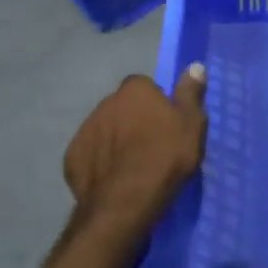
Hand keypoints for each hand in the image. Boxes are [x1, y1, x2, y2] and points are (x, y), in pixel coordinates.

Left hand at [64, 66, 207, 238]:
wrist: (125, 201)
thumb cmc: (165, 156)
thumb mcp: (191, 124)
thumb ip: (190, 93)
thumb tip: (194, 66)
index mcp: (134, 90)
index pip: (145, 87)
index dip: (156, 104)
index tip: (166, 124)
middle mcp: (105, 102)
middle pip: (123, 108)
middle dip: (133, 121)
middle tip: (151, 147)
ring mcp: (85, 130)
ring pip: (105, 130)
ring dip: (115, 141)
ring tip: (132, 167)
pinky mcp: (72, 157)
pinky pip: (90, 155)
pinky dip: (100, 163)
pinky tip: (113, 180)